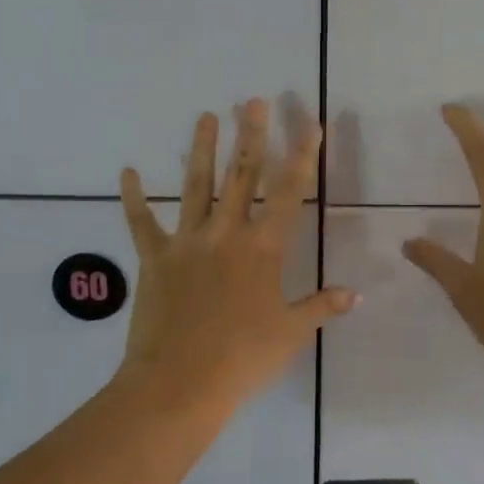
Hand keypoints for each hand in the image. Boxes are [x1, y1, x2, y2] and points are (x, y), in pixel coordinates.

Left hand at [119, 99, 356, 404]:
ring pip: (195, 185)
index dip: (303, 156)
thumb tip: (356, 294)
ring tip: (205, 115)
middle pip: (242, 175)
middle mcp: (227, 233)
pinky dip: (133, 198)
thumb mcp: (291, 333)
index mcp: (264, 249)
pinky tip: (127, 171)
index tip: (312, 125)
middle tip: (253, 100)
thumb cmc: (243, 358)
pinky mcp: (154, 258)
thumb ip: (322, 307)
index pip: (289, 192)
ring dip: (201, 149)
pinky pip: (141, 222)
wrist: (180, 383)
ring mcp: (187, 242)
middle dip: (251, 135)